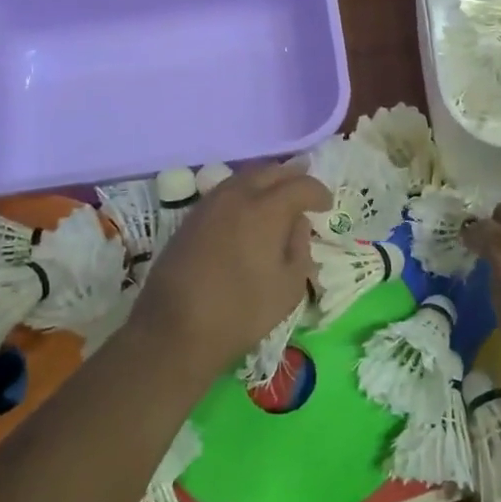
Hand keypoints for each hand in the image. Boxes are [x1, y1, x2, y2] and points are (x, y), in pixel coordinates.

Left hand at [129, 163, 328, 370]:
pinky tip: (248, 211)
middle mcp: (237, 196)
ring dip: (266, 181)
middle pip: (270, 172)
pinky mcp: (190, 218)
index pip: (300, 185)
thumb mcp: (289, 287)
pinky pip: (225, 192)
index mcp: (266, 209)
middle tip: (305, 191)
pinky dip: (243, 193)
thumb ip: (300, 247)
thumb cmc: (241, 312)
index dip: (318, 192)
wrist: (174, 330)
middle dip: (292, 177)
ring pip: (244, 177)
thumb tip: (298, 223)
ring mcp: (209, 204)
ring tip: (278, 197)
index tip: (326, 206)